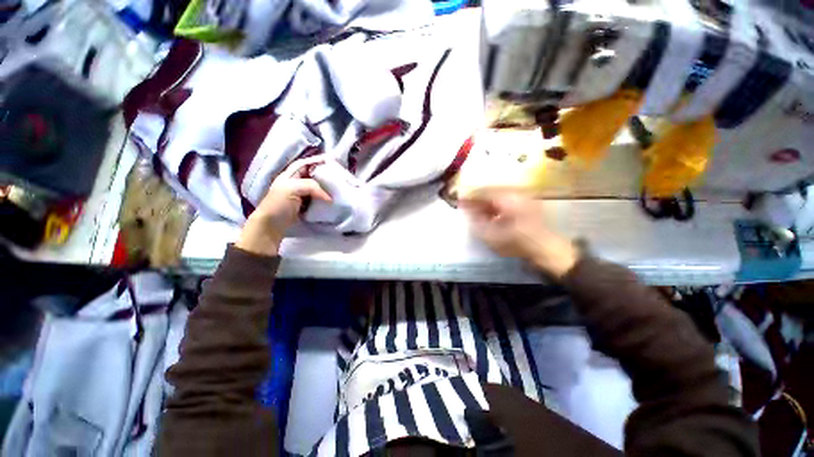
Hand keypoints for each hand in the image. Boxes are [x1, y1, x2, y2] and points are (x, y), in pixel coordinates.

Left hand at [236, 157, 330, 255]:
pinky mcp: (305, 206)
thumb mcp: (292, 189)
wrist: (271, 226)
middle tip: (338, 176)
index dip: (317, 161)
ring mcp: (301, 195)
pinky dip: (325, 198)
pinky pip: (318, 199)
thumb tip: (330, 198)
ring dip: (326, 187)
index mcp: (290, 175)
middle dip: (325, 175)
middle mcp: (296, 182)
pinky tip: (332, 199)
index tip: (332, 162)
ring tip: (338, 187)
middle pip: (313, 175)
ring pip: (317, 187)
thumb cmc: (278, 204)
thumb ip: (312, 186)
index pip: (306, 163)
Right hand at [460, 189, 578, 278]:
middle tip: (466, 206)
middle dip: (477, 198)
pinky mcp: (527, 203)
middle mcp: (516, 192)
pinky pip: (506, 200)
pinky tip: (490, 214)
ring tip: (476, 211)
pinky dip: (495, 205)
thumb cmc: (518, 243)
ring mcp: (523, 197)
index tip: (458, 201)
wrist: (548, 250)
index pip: (482, 191)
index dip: (469, 196)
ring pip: (498, 195)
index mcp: (507, 198)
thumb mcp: (492, 236)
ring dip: (485, 202)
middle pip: (490, 190)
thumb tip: (467, 210)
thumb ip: (476, 221)